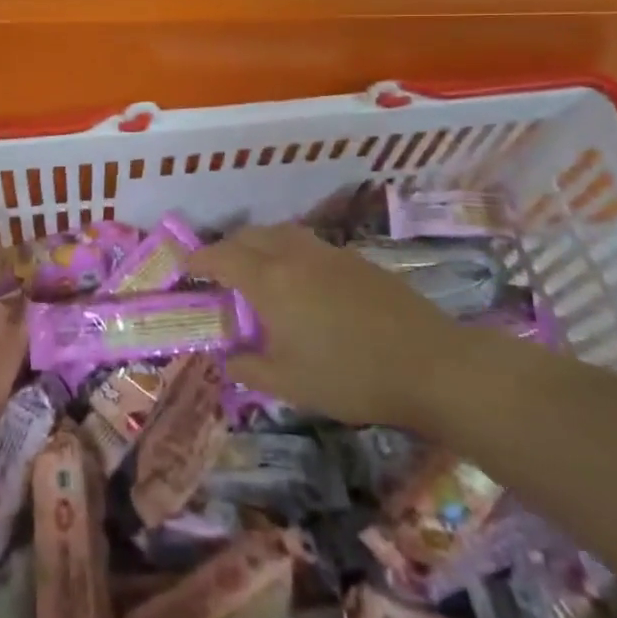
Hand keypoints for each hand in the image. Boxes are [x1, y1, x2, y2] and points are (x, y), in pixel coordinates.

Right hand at [189, 223, 469, 431]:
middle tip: (217, 272)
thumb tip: (226, 357)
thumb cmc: (351, 376)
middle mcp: (295, 255)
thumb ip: (248, 368)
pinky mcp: (356, 260)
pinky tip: (300, 282)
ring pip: (280, 233)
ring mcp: (329, 253)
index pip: (222, 257)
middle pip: (249, 236)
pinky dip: (288, 252)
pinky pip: (307, 244)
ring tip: (256, 270)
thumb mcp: (289, 383)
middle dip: (226, 248)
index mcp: (271, 280)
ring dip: (258, 244)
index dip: (199, 260)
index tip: (184, 269)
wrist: (432, 365)